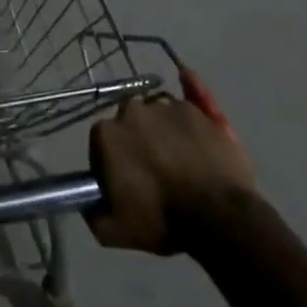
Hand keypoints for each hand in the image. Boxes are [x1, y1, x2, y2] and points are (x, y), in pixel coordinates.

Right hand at [87, 88, 253, 255]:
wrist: (218, 216)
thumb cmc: (161, 220)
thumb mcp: (114, 231)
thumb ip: (93, 213)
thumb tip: (88, 201)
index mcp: (108, 133)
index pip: (101, 141)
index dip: (111, 162)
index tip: (124, 182)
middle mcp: (133, 110)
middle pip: (130, 121)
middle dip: (137, 139)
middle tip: (153, 170)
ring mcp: (168, 106)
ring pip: (159, 112)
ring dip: (163, 128)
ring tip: (180, 156)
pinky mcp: (199, 110)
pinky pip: (192, 94)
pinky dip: (190, 88)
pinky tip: (186, 75)